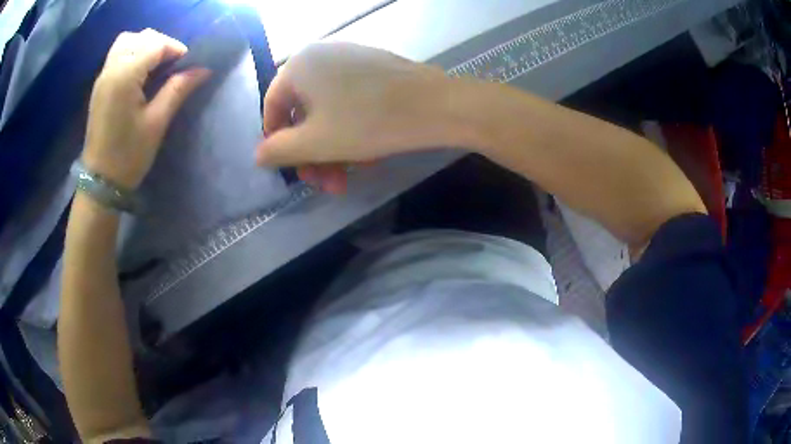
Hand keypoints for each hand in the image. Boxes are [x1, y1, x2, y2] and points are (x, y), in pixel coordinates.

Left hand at [83, 29, 211, 188]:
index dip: (175, 50)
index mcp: (124, 77)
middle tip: (172, 65)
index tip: (186, 66)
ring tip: (155, 65)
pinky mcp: (100, 86)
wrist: (100, 182)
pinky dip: (132, 53)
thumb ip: (178, 89)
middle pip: (140, 37)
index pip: (155, 45)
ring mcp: (102, 77)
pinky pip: (117, 54)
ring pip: (126, 41)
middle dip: (161, 44)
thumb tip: (203, 69)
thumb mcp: (157, 123)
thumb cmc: (128, 155)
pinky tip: (140, 73)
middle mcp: (111, 69)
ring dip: (144, 46)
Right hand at [256, 43, 459, 192]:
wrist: (437, 105)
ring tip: (347, 178)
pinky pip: (351, 101)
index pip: (273, 107)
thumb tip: (258, 154)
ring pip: (329, 110)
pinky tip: (367, 156)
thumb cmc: (367, 121)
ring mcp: (351, 59)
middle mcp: (321, 55)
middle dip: (312, 153)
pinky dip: (352, 129)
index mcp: (299, 65)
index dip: (277, 142)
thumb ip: (278, 150)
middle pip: (303, 111)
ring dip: (333, 148)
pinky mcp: (375, 69)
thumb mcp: (314, 143)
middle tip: (324, 184)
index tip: (292, 170)